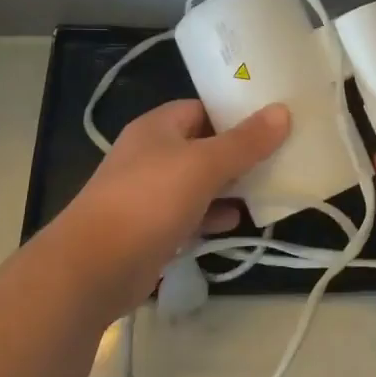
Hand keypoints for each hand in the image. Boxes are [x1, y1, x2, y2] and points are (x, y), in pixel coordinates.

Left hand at [47, 100, 289, 323]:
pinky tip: (237, 221)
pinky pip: (190, 214)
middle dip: (240, 153)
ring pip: (199, 182)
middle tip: (281, 155)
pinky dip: (213, 215)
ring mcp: (149, 193)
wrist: (93, 268)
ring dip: (230, 186)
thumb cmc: (149, 201)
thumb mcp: (204, 165)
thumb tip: (282, 111)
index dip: (237, 112)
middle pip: (204, 145)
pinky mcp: (151, 229)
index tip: (274, 120)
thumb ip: (245, 141)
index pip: (203, 108)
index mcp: (158, 127)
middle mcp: (152, 154)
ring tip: (269, 188)